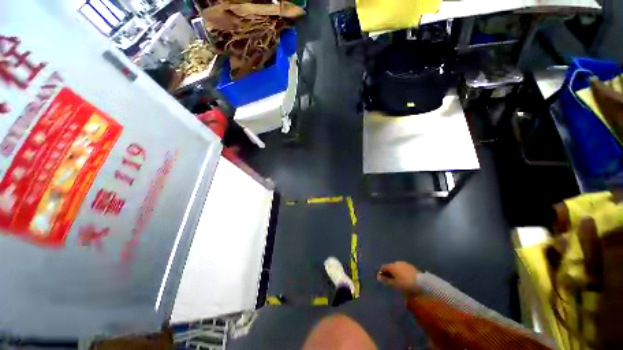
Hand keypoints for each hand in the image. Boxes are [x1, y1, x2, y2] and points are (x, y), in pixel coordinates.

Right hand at [377, 261, 419, 293]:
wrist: (422, 284)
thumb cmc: (405, 284)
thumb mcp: (394, 285)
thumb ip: (386, 281)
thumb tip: (379, 277)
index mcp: (392, 266)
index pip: (383, 267)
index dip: (381, 273)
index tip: (381, 279)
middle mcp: (397, 263)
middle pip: (390, 267)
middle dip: (389, 273)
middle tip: (389, 281)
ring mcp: (405, 264)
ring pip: (397, 268)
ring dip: (396, 273)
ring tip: (397, 281)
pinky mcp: (411, 267)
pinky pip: (403, 269)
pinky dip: (402, 273)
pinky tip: (404, 279)